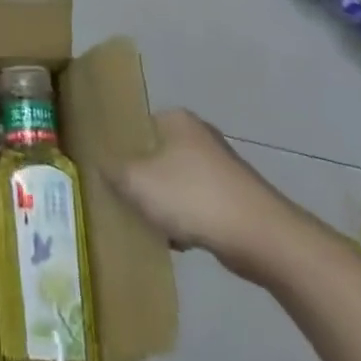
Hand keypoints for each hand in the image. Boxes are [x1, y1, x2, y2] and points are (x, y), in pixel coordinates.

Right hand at [106, 109, 309, 279]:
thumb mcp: (135, 181)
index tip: (104, 171)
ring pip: (175, 182)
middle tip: (120, 199)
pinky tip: (177, 241)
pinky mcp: (234, 196)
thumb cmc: (192, 197)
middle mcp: (199, 135)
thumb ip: (111, 170)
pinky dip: (185, 219)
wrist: (261, 237)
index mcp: (175, 119)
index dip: (116, 147)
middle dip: (139, 179)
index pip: (135, 125)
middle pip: (154, 155)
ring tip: (146, 224)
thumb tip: (99, 165)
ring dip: (162, 203)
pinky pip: (196, 204)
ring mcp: (220, 166)